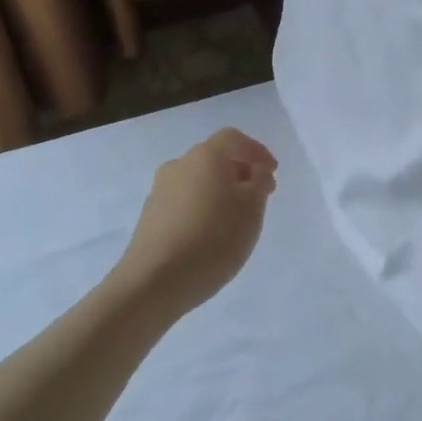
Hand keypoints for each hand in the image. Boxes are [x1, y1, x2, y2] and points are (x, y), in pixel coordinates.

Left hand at [113, 129, 278, 314]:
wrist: (154, 281)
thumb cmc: (213, 238)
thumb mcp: (252, 209)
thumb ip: (259, 182)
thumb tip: (255, 171)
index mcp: (206, 156)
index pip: (233, 139)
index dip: (256, 151)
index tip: (272, 172)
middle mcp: (179, 165)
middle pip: (214, 159)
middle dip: (239, 173)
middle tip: (259, 196)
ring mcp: (159, 191)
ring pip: (198, 181)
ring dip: (219, 192)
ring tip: (236, 220)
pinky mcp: (149, 217)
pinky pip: (183, 202)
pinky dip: (201, 209)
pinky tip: (210, 235)